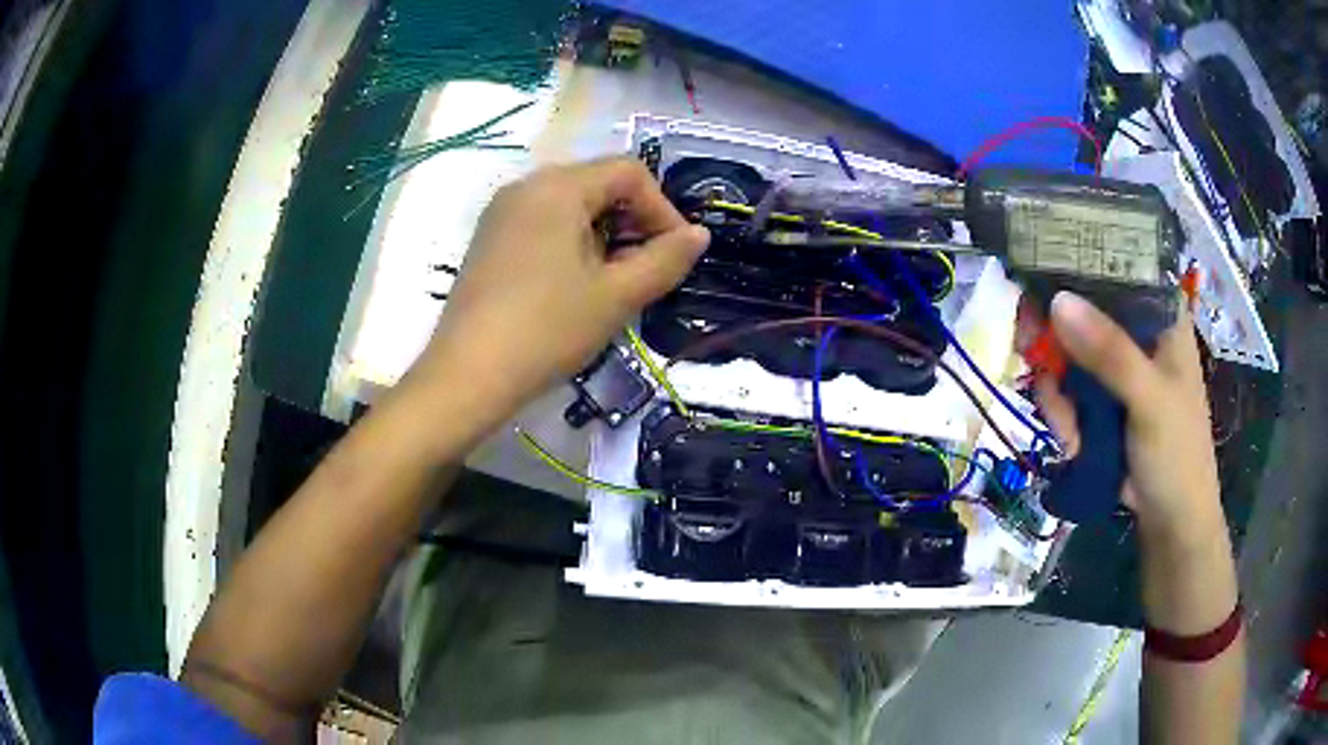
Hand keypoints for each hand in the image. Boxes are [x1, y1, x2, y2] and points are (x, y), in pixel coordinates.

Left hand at [410, 158, 708, 414]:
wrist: (467, 376)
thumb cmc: (546, 330)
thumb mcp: (616, 296)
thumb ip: (665, 259)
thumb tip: (699, 234)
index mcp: (558, 187)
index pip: (629, 172)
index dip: (662, 208)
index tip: (674, 254)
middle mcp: (526, 186)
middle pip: (598, 184)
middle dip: (633, 222)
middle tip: (645, 272)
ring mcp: (501, 212)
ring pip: (571, 205)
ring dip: (604, 236)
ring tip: (611, 284)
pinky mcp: (489, 239)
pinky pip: (543, 223)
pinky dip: (572, 243)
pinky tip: (573, 286)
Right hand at [1034, 291, 1221, 541]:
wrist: (1171, 523)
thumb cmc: (1177, 455)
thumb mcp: (1149, 401)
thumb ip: (1110, 354)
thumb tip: (1057, 301)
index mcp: (1161, 316)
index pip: (1116, 266)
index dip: (1076, 265)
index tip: (1039, 282)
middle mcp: (1138, 332)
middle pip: (1083, 310)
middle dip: (1056, 340)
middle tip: (1029, 352)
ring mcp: (1118, 368)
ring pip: (1070, 353)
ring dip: (1059, 392)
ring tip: (1068, 432)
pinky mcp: (1104, 400)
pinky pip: (1069, 389)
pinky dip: (1062, 413)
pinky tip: (1071, 442)